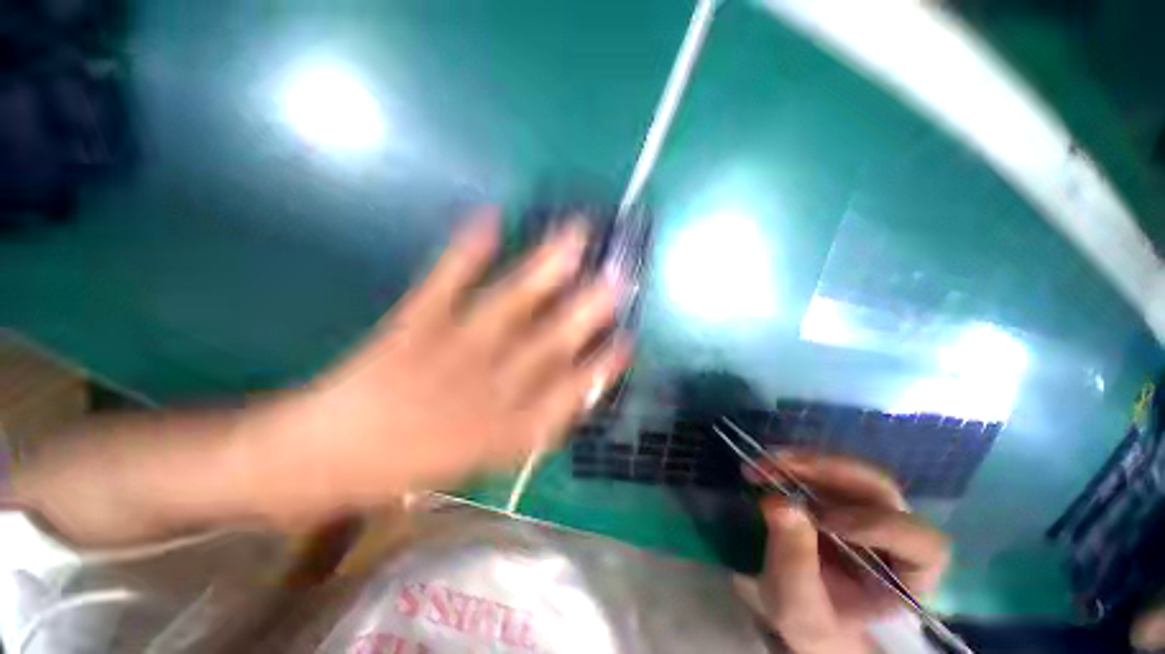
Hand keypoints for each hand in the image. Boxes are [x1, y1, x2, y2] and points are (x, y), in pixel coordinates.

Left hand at [256, 207, 630, 521]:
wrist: (325, 460)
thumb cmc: (411, 466)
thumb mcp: (483, 461)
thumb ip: (531, 428)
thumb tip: (571, 395)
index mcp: (504, 427)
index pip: (568, 394)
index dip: (602, 368)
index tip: (628, 340)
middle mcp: (486, 387)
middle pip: (547, 344)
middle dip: (587, 311)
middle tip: (619, 277)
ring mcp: (449, 352)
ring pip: (507, 308)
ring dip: (543, 272)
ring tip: (574, 236)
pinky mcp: (410, 327)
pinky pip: (441, 286)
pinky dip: (464, 253)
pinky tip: (487, 218)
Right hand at [736, 451, 948, 653]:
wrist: (800, 606)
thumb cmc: (810, 620)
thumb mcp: (797, 605)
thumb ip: (793, 560)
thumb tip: (779, 501)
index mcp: (907, 577)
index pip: (922, 544)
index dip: (880, 525)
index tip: (824, 521)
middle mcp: (895, 535)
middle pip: (879, 489)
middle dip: (826, 471)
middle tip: (777, 466)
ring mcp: (867, 509)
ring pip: (848, 470)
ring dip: (801, 462)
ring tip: (760, 466)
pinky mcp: (840, 494)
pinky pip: (822, 468)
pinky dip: (790, 464)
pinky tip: (763, 468)